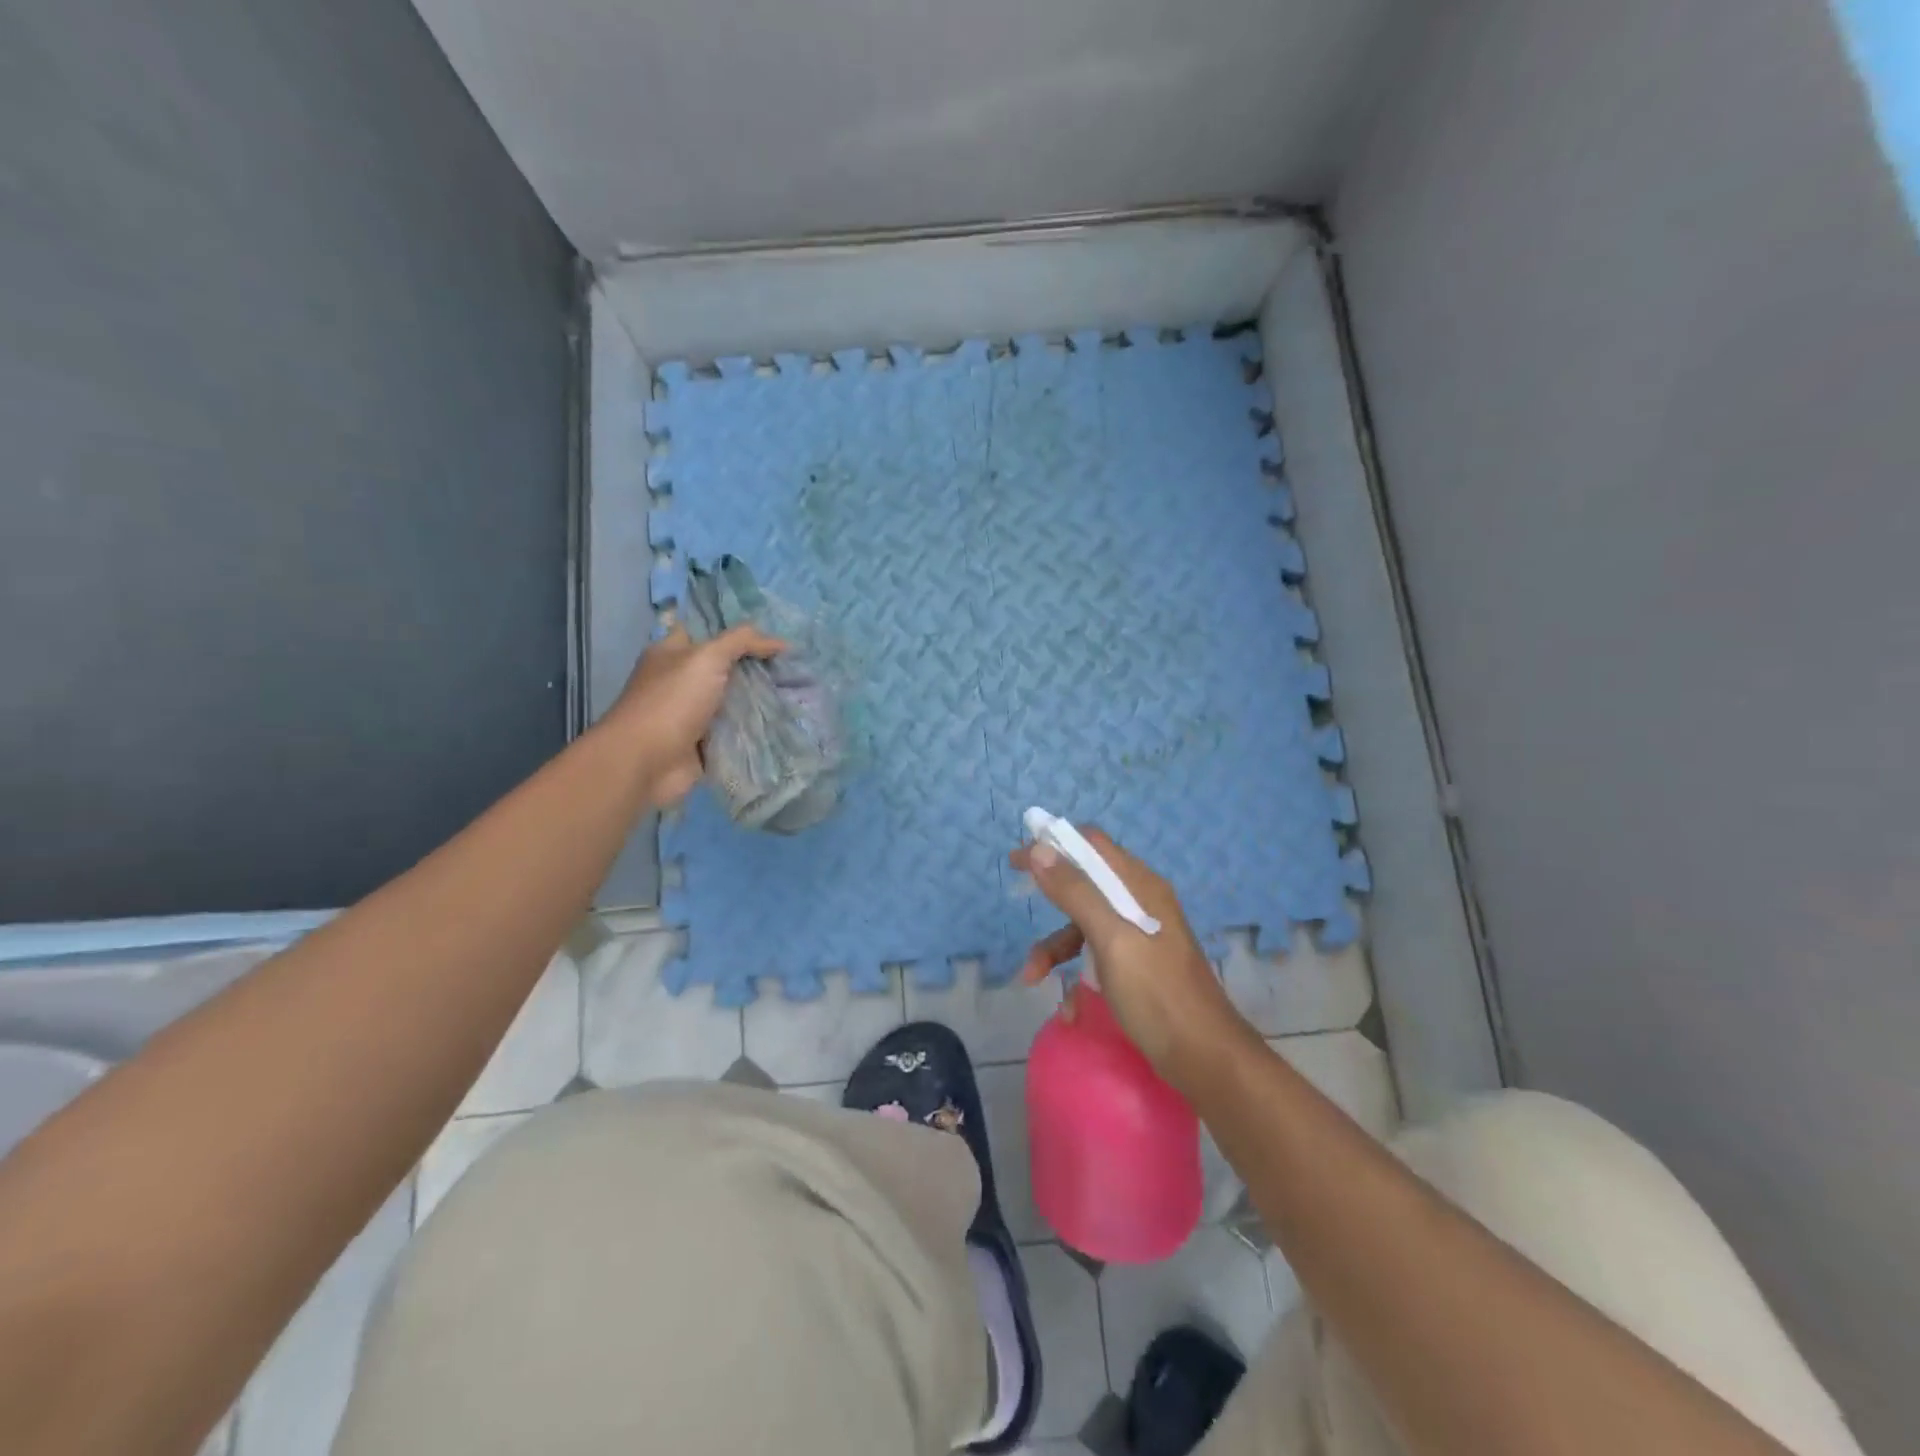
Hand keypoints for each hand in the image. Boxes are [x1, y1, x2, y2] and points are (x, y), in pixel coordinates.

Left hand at [606, 624, 784, 803]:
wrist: (647, 762)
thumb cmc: (672, 701)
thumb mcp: (708, 657)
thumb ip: (743, 642)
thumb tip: (782, 641)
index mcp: (672, 654)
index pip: (707, 632)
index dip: (737, 631)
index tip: (773, 633)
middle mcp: (680, 681)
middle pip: (725, 668)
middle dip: (756, 667)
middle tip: (792, 665)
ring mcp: (692, 714)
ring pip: (733, 700)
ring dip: (759, 699)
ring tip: (797, 691)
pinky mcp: (703, 743)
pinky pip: (735, 731)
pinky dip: (755, 729)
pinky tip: (783, 721)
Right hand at [1011, 827, 1255, 1091]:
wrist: (1205, 1059)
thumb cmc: (1157, 994)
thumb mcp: (1112, 939)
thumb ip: (1076, 892)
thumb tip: (1038, 849)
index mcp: (1140, 886)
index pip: (1091, 845)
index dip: (1053, 845)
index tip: (1018, 859)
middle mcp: (1141, 903)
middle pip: (1086, 884)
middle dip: (1051, 898)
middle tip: (1019, 899)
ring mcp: (1141, 937)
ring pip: (1086, 925)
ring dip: (1057, 947)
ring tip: (1034, 977)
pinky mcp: (1138, 968)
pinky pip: (1097, 958)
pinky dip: (1077, 975)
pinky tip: (1070, 1009)